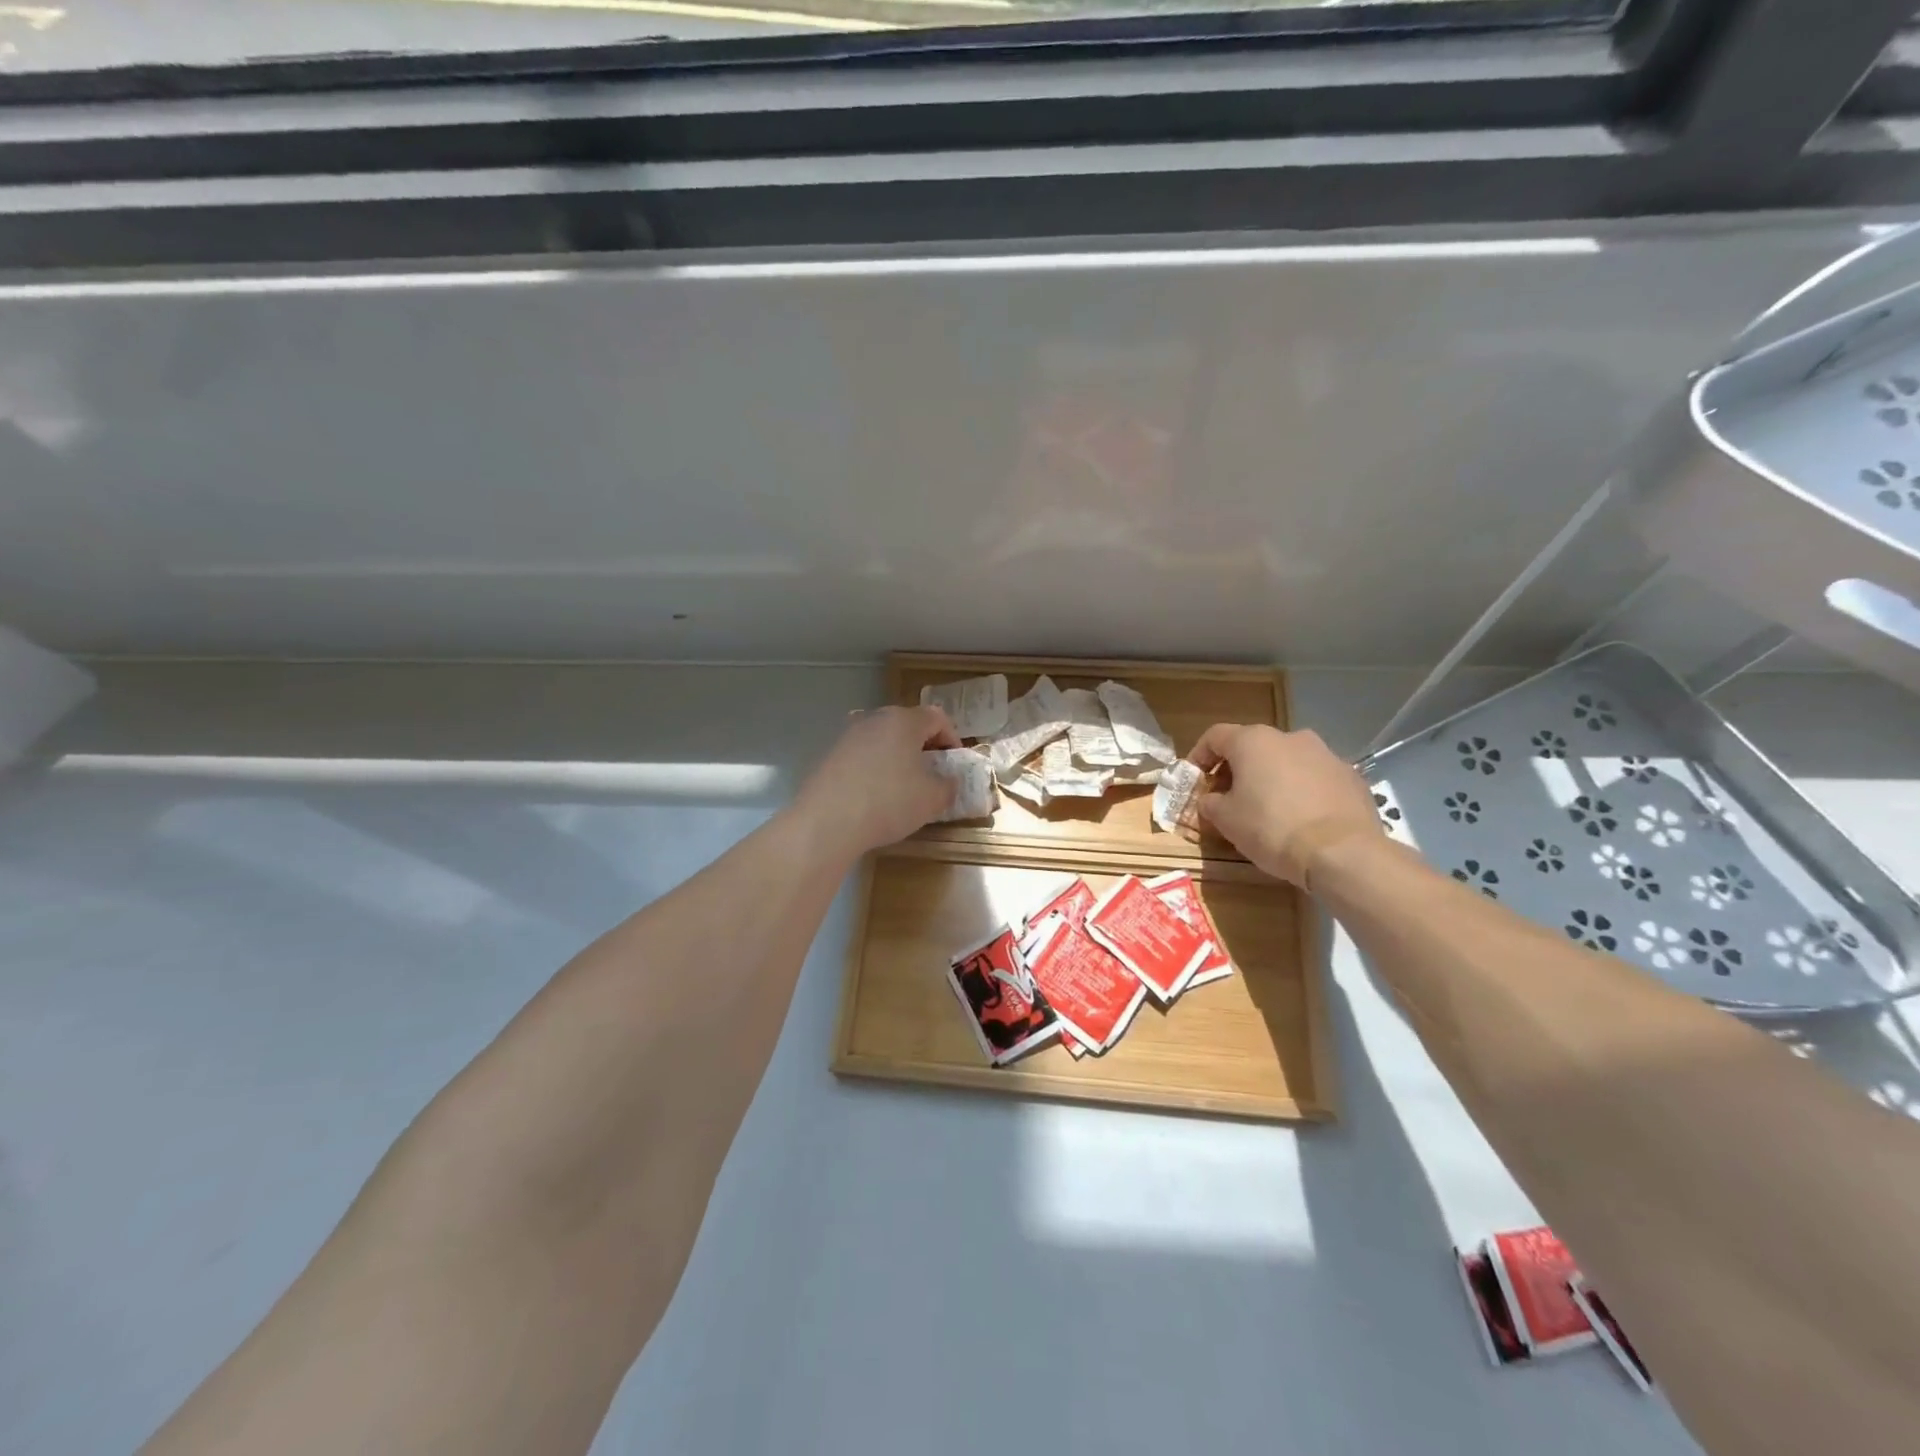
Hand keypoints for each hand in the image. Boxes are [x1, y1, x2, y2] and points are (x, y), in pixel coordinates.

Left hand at [794, 705, 961, 857]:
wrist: (827, 822)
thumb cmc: (889, 802)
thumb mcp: (932, 799)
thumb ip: (948, 786)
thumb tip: (948, 782)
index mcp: (903, 721)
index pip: (937, 718)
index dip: (952, 739)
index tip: (954, 765)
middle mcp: (874, 719)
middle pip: (907, 725)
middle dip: (923, 747)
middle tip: (932, 774)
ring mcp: (848, 735)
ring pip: (882, 740)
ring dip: (897, 757)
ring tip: (903, 787)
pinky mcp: (829, 755)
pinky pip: (862, 756)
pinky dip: (874, 769)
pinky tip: (874, 795)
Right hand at [1190, 723, 1381, 887]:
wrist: (1342, 852)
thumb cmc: (1271, 828)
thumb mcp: (1225, 820)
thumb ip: (1210, 803)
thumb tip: (1211, 800)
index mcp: (1253, 741)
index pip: (1215, 736)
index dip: (1199, 756)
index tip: (1194, 780)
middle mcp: (1290, 737)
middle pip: (1253, 747)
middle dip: (1237, 769)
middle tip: (1228, 797)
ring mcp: (1326, 754)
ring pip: (1287, 761)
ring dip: (1271, 778)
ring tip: (1267, 809)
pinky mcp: (1351, 776)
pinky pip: (1315, 778)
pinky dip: (1302, 791)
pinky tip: (1301, 818)